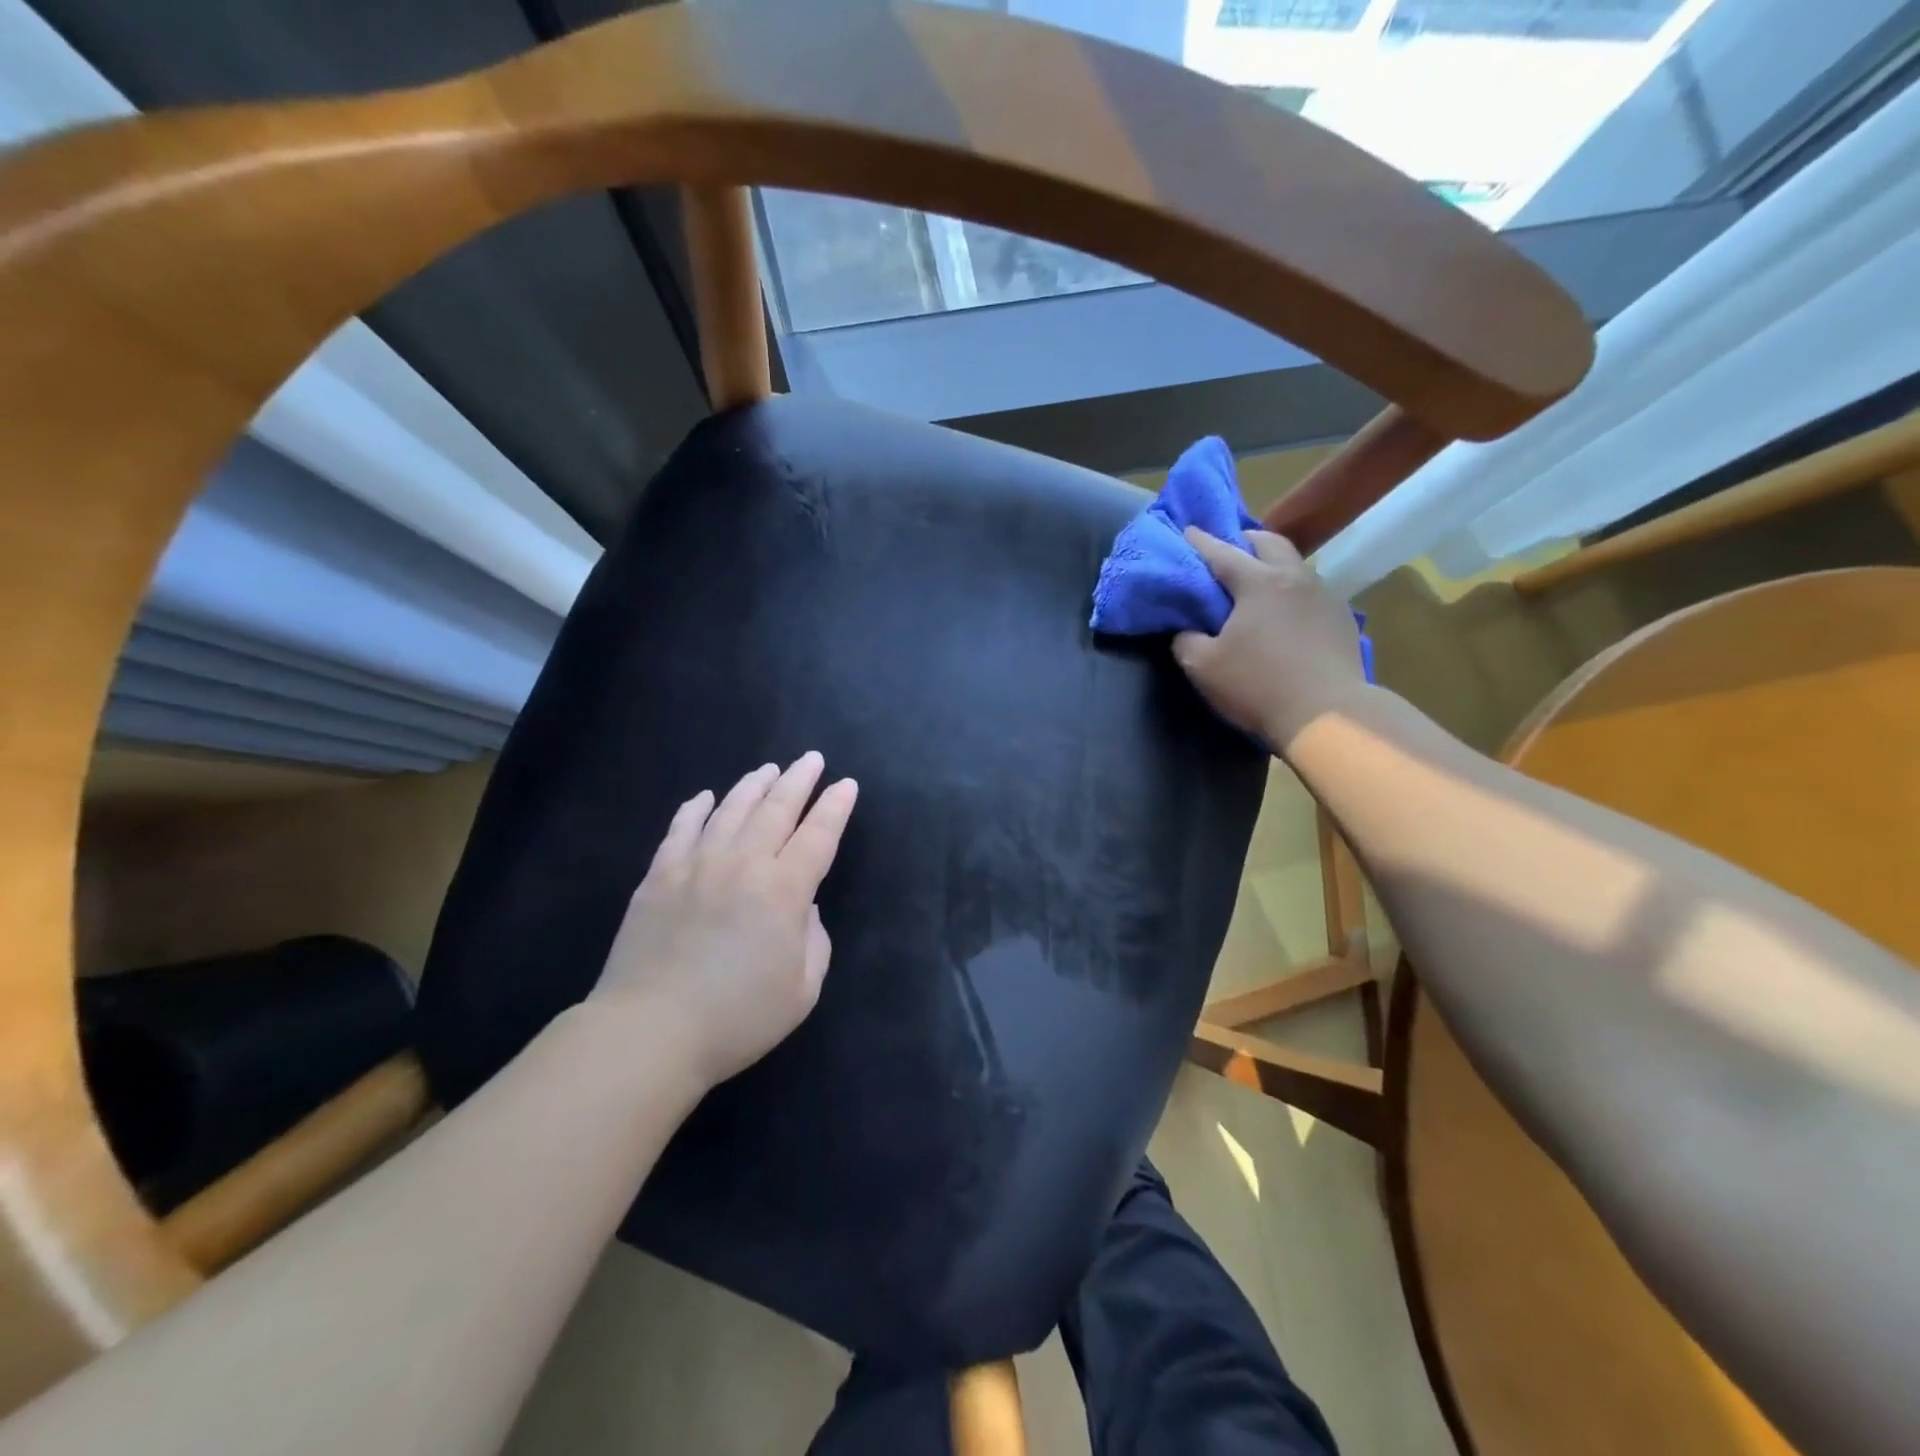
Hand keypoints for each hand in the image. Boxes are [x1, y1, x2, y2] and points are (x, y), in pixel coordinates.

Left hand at [591, 752, 858, 1089]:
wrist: (650, 1031)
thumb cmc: (737, 1018)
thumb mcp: (802, 990)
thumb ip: (814, 940)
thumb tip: (802, 908)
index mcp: (784, 891)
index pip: (819, 835)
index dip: (835, 807)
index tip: (846, 784)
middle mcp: (743, 864)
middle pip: (777, 809)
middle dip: (799, 780)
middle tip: (812, 759)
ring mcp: (696, 865)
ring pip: (732, 810)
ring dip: (754, 785)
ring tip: (768, 770)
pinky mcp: (659, 876)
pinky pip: (681, 828)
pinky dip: (697, 808)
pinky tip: (706, 796)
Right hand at [1173, 527, 1368, 749]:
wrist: (1327, 715)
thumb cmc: (1258, 685)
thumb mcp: (1203, 667)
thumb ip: (1186, 641)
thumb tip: (1185, 631)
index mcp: (1258, 582)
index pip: (1220, 552)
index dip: (1199, 541)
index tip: (1186, 531)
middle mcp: (1294, 577)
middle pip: (1269, 543)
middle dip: (1245, 540)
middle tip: (1228, 550)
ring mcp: (1324, 596)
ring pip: (1295, 566)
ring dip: (1273, 565)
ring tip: (1258, 581)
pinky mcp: (1342, 619)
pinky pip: (1312, 592)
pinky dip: (1293, 592)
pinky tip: (1286, 613)